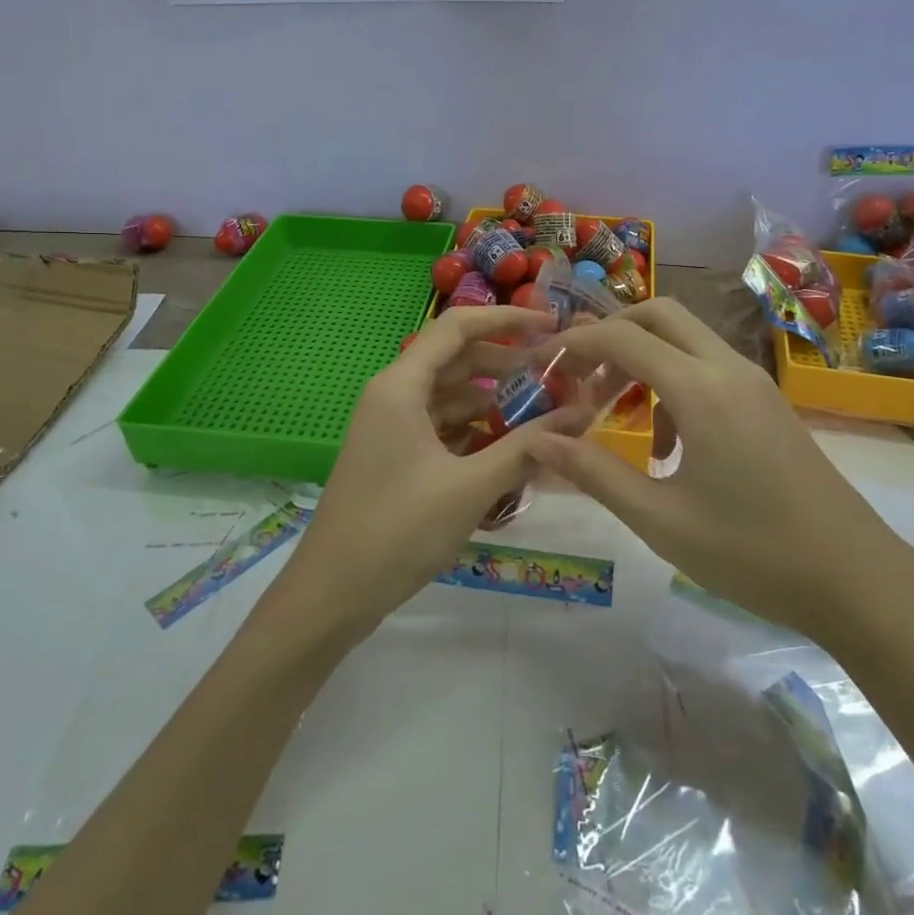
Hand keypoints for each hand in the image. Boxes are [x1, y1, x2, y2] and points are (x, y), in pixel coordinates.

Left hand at [274, 305, 588, 637]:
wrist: (331, 595)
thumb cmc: (397, 530)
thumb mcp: (470, 487)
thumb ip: (527, 447)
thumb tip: (582, 414)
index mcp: (401, 385)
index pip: (458, 326)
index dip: (506, 319)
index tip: (551, 325)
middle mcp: (394, 394)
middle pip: (457, 359)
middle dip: (507, 363)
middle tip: (559, 376)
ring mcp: (392, 426)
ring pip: (451, 396)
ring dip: (494, 401)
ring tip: (545, 413)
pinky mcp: (395, 455)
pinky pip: (442, 426)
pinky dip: (476, 430)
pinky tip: (511, 448)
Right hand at [523, 297, 913, 644]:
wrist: (859, 582)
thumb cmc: (752, 553)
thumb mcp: (660, 519)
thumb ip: (593, 473)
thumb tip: (537, 441)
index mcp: (700, 389)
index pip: (622, 338)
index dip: (574, 343)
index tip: (539, 363)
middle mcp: (728, 369)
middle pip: (659, 314)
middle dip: (611, 332)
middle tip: (578, 374)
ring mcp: (754, 383)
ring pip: (686, 338)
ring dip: (642, 357)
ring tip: (614, 411)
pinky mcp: (767, 404)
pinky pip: (708, 366)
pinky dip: (672, 381)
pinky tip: (665, 444)